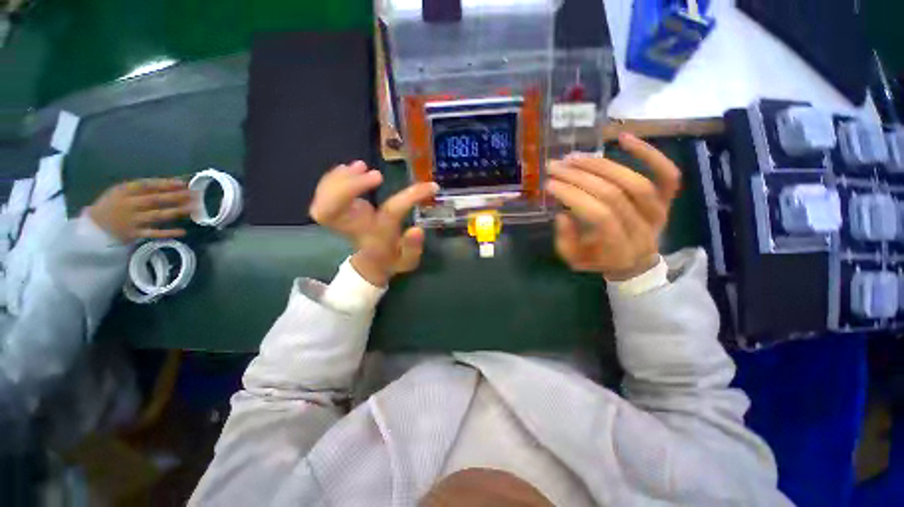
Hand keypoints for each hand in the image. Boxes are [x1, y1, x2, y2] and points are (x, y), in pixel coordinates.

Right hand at [88, 178, 195, 242]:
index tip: (183, 183)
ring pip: (157, 215)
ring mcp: (132, 220)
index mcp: (125, 191)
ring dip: (176, 211)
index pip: (147, 185)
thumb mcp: (122, 191)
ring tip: (192, 208)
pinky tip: (182, 231)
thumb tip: (171, 183)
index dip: (166, 184)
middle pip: (155, 200)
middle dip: (176, 196)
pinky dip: (168, 233)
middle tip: (194, 195)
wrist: (93, 226)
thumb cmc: (113, 204)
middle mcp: (129, 205)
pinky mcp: (134, 234)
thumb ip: (143, 188)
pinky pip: (153, 233)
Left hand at [310, 161, 438, 286]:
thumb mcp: (408, 260)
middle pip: (331, 210)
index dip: (411, 197)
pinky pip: (323, 193)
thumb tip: (418, 229)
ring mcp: (340, 219)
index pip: (390, 214)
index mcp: (375, 237)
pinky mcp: (334, 210)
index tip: (431, 187)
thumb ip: (412, 247)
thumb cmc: (390, 260)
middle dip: (350, 188)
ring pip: (323, 200)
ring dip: (341, 179)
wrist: (369, 264)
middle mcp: (353, 228)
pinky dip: (333, 178)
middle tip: (378, 176)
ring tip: (362, 167)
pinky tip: (349, 168)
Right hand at [545, 133, 681, 280]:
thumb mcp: (574, 260)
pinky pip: (667, 174)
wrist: (635, 262)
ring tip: (574, 157)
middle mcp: (643, 230)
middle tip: (555, 166)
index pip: (598, 215)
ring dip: (601, 165)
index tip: (549, 184)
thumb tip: (562, 213)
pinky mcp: (668, 200)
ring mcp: (659, 213)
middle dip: (580, 177)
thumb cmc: (600, 260)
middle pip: (614, 194)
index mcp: (618, 249)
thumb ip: (565, 241)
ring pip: (635, 182)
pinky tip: (623, 138)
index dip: (573, 196)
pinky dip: (649, 153)